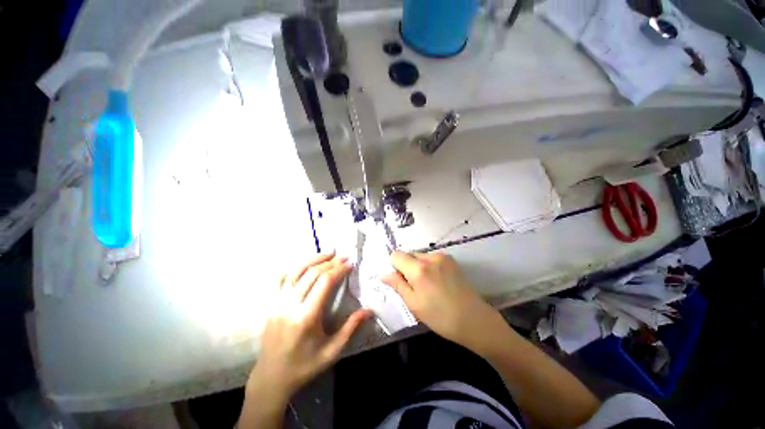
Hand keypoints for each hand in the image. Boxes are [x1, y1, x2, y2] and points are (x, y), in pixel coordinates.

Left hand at [248, 252, 369, 399]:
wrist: (271, 378)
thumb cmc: (304, 366)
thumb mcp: (331, 351)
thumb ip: (350, 328)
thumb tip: (368, 310)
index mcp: (306, 317)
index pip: (324, 282)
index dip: (339, 270)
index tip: (350, 264)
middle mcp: (290, 305)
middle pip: (312, 273)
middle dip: (330, 262)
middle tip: (344, 256)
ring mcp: (278, 303)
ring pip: (296, 271)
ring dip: (313, 259)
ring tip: (328, 252)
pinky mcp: (272, 304)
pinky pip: (283, 279)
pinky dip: (296, 268)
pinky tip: (306, 264)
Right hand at [382, 251, 504, 353]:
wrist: (474, 320)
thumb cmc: (440, 317)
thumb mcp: (414, 304)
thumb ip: (397, 285)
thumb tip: (384, 275)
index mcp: (418, 269)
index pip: (396, 255)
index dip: (394, 266)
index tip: (401, 280)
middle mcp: (430, 257)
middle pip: (408, 254)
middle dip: (406, 266)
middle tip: (415, 286)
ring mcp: (442, 256)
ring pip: (420, 255)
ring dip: (418, 266)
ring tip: (428, 285)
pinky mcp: (451, 259)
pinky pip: (431, 258)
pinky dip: (429, 266)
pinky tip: (437, 281)